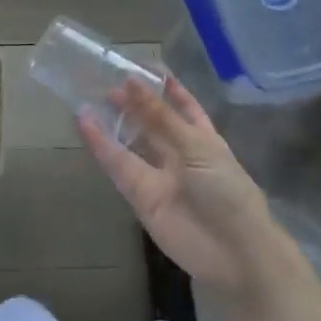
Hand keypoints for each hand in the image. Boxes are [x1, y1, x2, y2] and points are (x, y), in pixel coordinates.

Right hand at [77, 76, 299, 303]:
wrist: (236, 254)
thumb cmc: (227, 192)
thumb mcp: (197, 147)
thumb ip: (160, 116)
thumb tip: (131, 81)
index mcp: (202, 137)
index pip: (183, 105)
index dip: (165, 87)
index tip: (142, 66)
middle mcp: (179, 152)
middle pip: (151, 122)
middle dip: (132, 102)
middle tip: (105, 78)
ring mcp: (158, 174)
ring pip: (131, 141)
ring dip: (113, 120)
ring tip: (88, 94)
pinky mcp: (140, 195)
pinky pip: (118, 165)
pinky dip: (100, 145)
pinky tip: (85, 122)